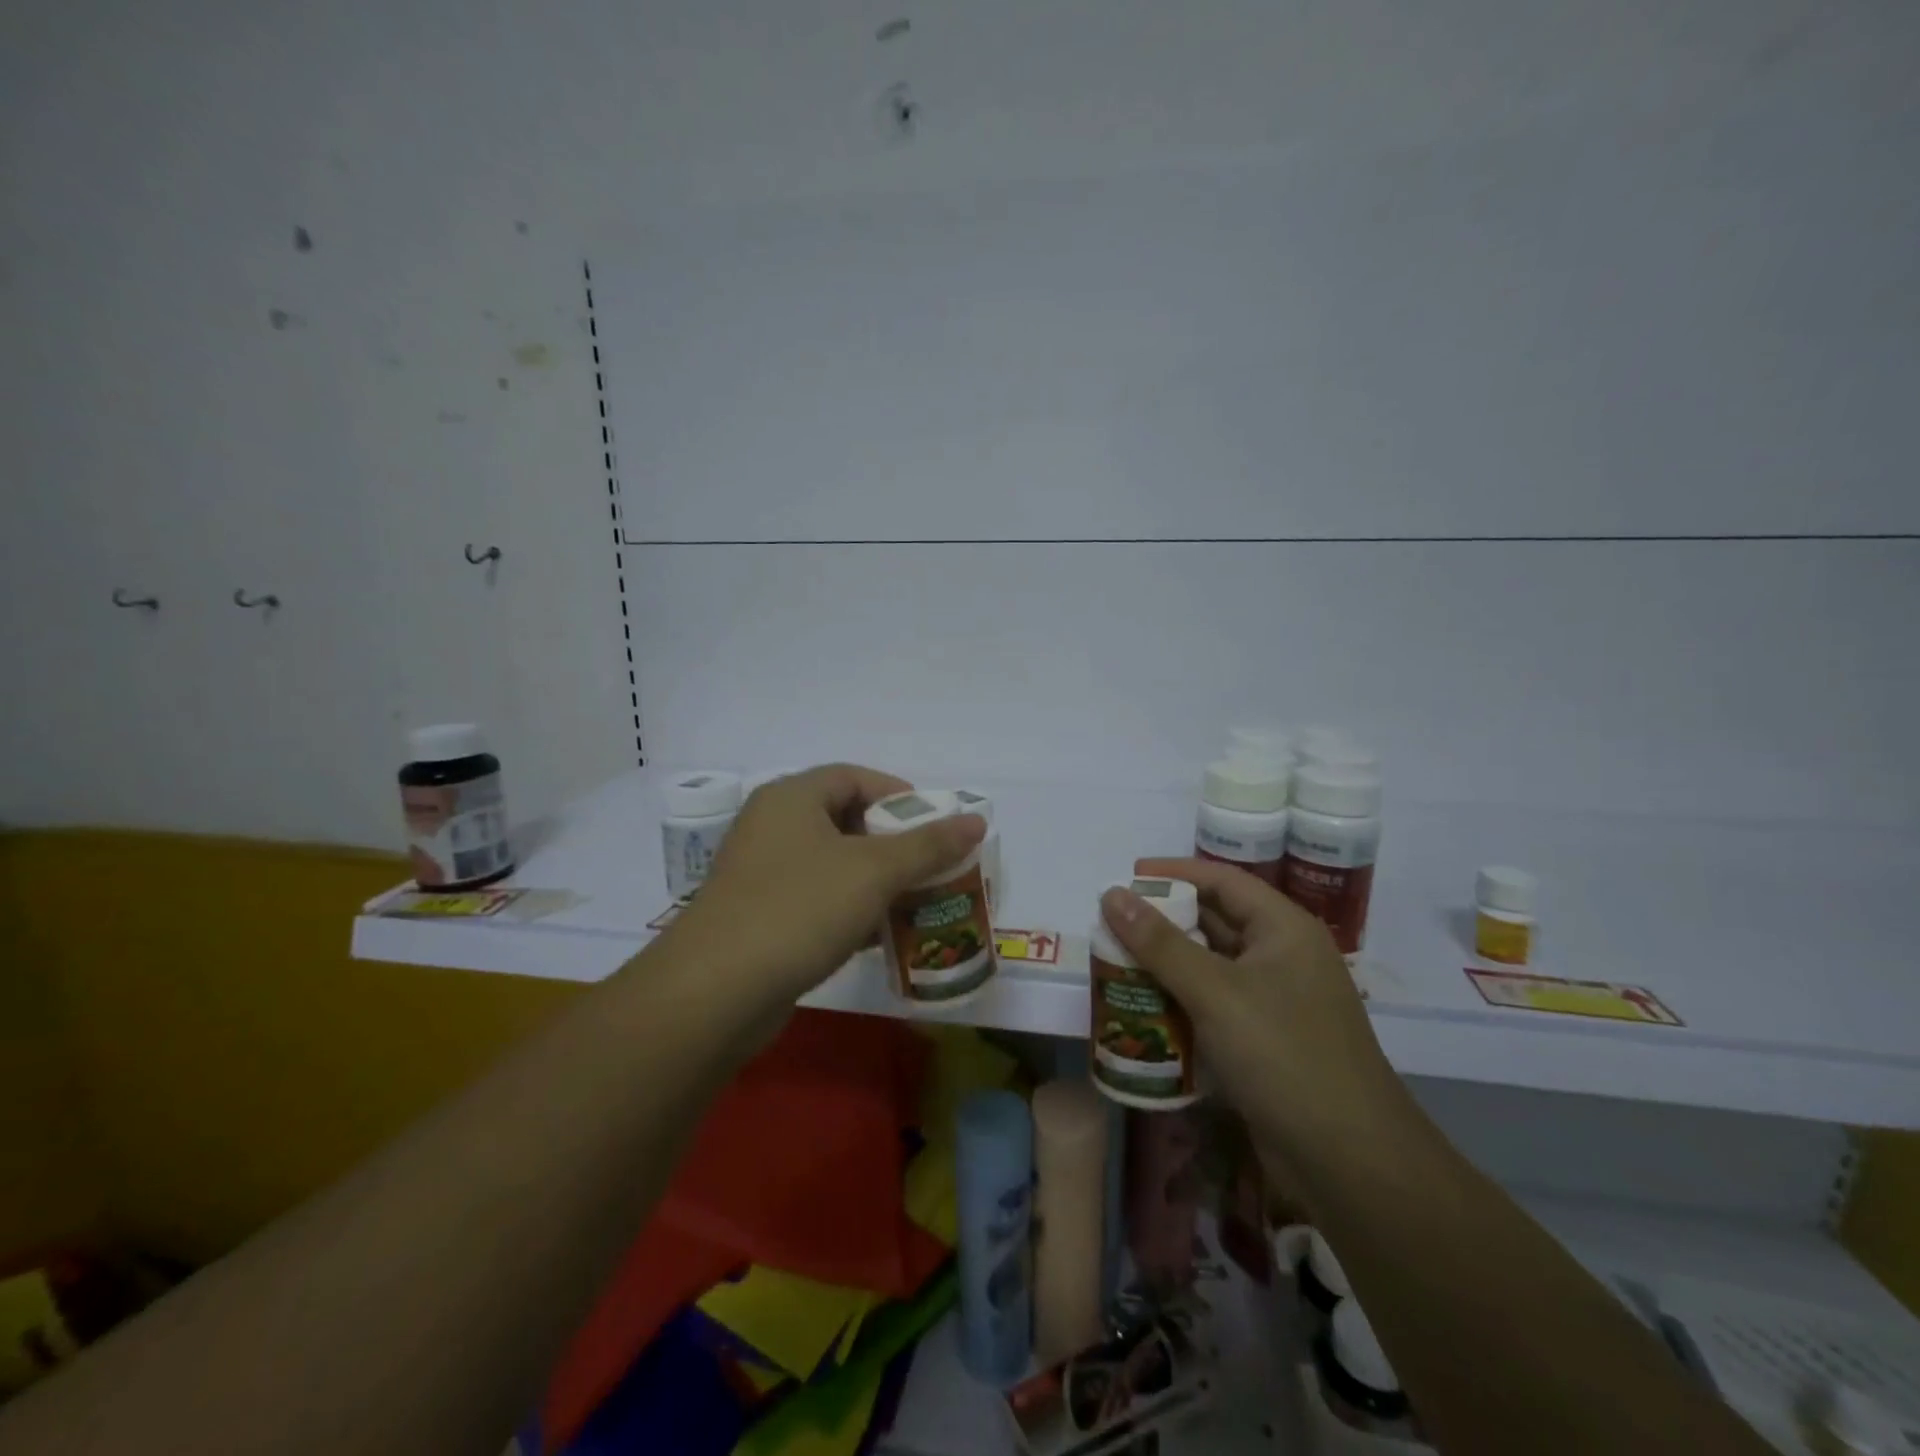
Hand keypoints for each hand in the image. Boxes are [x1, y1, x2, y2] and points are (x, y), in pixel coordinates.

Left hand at [659, 764, 985, 1011]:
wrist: (716, 992)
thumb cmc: (800, 908)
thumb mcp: (874, 871)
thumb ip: (928, 845)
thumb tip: (976, 820)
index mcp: (792, 798)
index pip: (854, 777)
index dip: (898, 795)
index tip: (935, 824)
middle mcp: (772, 826)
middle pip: (844, 819)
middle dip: (892, 842)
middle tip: (931, 864)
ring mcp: (761, 873)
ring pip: (832, 864)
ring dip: (875, 880)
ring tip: (916, 900)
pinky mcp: (758, 917)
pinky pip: (816, 899)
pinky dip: (850, 910)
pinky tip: (880, 935)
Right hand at [1099, 858, 1408, 1159]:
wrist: (1350, 1163)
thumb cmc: (1284, 1056)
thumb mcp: (1216, 992)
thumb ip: (1160, 943)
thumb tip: (1111, 894)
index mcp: (1283, 930)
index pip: (1222, 881)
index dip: (1173, 872)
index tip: (1126, 877)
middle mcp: (1282, 957)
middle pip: (1215, 922)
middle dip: (1163, 922)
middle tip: (1112, 924)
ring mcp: (1276, 1002)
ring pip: (1211, 967)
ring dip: (1166, 965)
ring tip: (1117, 963)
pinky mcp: (1265, 1042)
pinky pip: (1214, 1006)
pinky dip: (1180, 1002)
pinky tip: (1144, 1010)